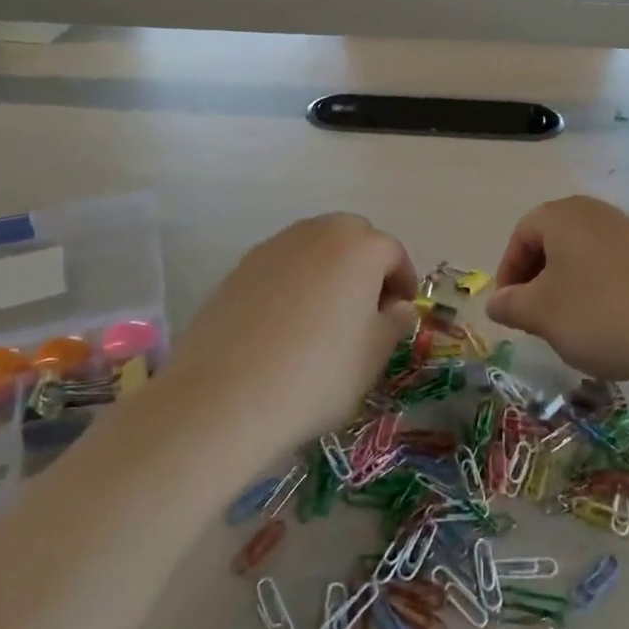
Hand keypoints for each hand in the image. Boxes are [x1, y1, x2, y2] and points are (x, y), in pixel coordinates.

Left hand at [160, 214, 417, 452]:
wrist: (225, 396)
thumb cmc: (317, 374)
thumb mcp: (373, 356)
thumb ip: (394, 323)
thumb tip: (398, 307)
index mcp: (359, 246)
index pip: (393, 253)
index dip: (403, 282)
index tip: (400, 315)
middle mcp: (317, 232)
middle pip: (352, 238)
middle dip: (365, 266)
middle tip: (365, 310)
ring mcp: (274, 246)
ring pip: (314, 247)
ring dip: (329, 271)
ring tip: (325, 318)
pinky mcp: (240, 267)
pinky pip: (282, 265)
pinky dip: (293, 283)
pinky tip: (285, 325)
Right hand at [486, 197, 628, 388]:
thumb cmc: (597, 314)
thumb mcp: (540, 314)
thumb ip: (509, 304)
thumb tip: (495, 302)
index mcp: (562, 215)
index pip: (521, 234)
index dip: (508, 271)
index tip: (509, 307)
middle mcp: (596, 212)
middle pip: (553, 240)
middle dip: (537, 277)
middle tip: (534, 315)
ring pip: (583, 254)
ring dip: (567, 284)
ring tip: (568, 323)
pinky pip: (612, 265)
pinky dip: (598, 288)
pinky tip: (606, 322)